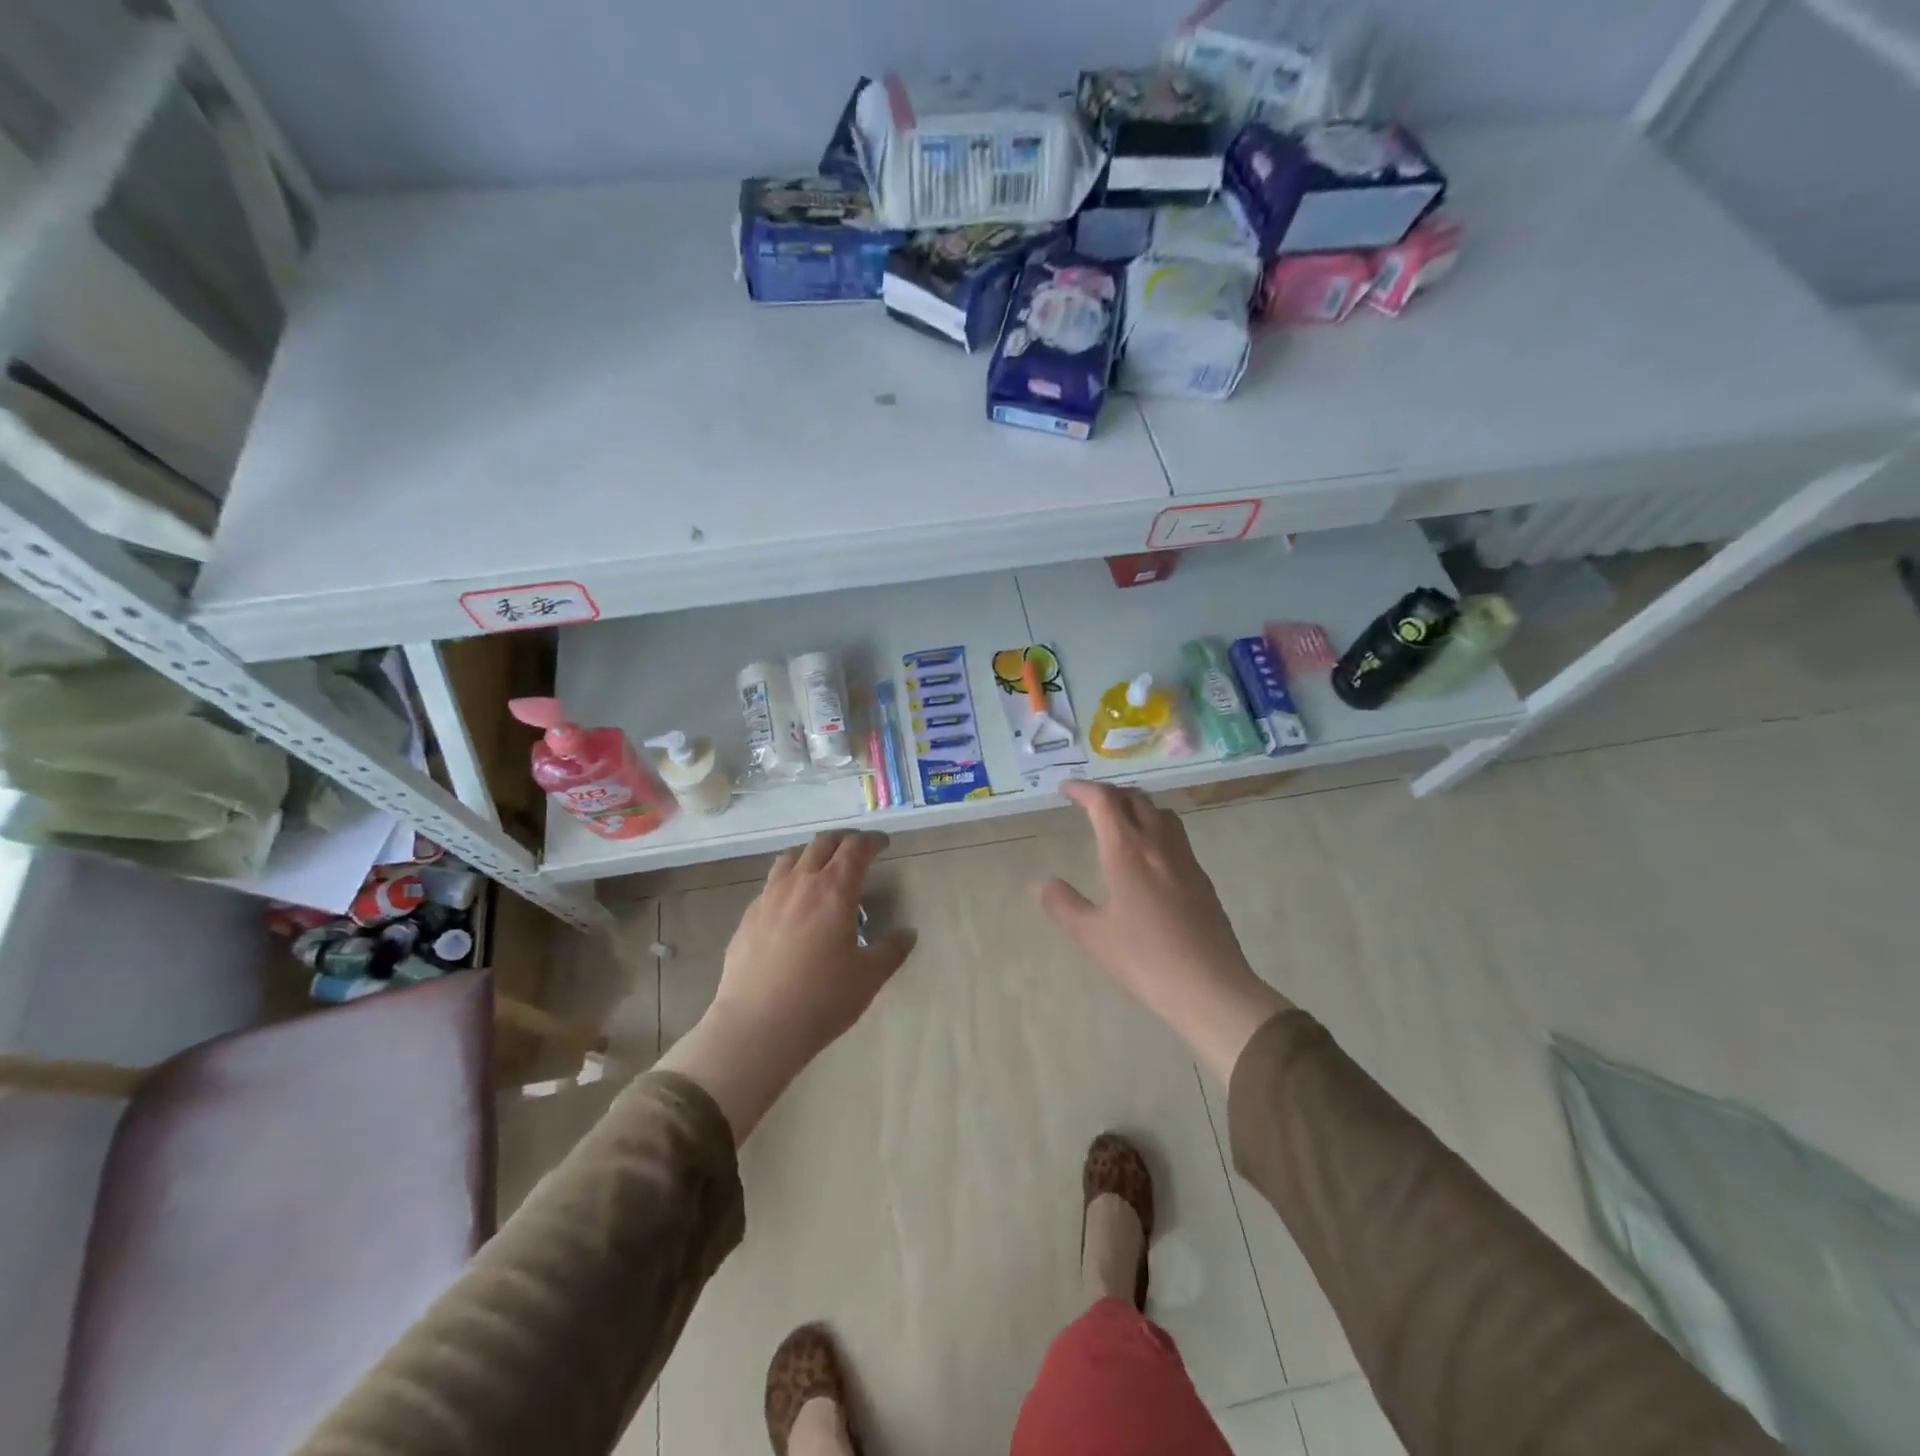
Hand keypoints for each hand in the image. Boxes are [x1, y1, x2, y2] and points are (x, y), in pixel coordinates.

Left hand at [659, 831, 915, 1140]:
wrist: (756, 1027)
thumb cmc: (821, 1000)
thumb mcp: (869, 978)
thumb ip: (891, 950)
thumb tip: (908, 933)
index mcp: (835, 890)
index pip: (856, 848)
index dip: (872, 841)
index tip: (882, 844)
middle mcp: (801, 883)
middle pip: (822, 843)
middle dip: (844, 840)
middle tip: (857, 851)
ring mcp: (769, 897)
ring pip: (791, 856)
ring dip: (812, 853)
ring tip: (822, 867)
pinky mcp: (748, 916)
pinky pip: (771, 883)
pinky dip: (789, 879)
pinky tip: (792, 903)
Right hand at [1042, 781, 1290, 1081]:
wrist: (1209, 986)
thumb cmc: (1144, 959)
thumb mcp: (1092, 936)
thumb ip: (1064, 905)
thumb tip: (1046, 884)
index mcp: (1126, 851)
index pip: (1104, 801)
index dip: (1083, 789)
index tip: (1066, 789)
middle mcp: (1158, 844)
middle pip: (1135, 799)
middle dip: (1109, 793)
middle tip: (1089, 803)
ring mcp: (1185, 860)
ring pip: (1161, 813)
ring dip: (1137, 806)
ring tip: (1120, 821)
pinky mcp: (1202, 879)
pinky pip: (1176, 836)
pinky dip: (1156, 828)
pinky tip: (1149, 857)